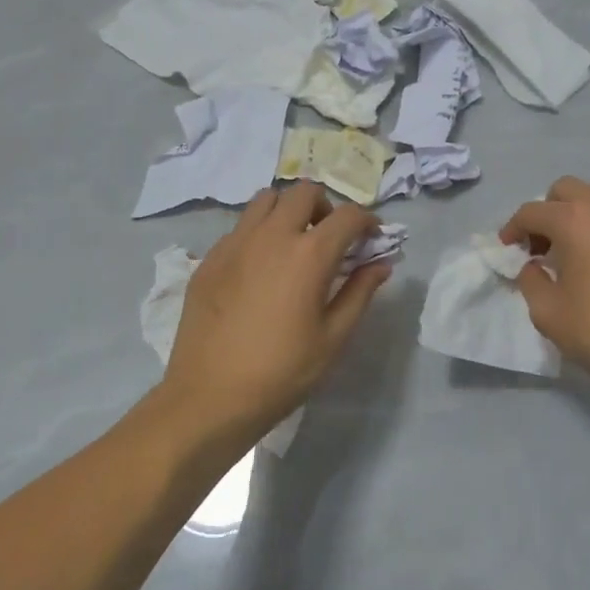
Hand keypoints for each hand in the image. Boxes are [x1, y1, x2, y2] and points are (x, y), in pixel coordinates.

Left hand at [162, 183, 390, 443]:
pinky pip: (239, 227)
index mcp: (309, 254)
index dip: (367, 222)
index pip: (348, 216)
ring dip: (287, 211)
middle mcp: (271, 236)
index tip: (371, 239)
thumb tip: (380, 263)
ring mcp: (234, 244)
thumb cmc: (282, 372)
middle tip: (330, 238)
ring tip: (293, 244)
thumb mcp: (334, 337)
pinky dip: (258, 233)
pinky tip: (259, 269)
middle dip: (325, 207)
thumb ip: (360, 292)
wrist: (210, 397)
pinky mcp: (209, 259)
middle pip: (303, 192)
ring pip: (265, 200)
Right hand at [501, 177, 589, 407]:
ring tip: (568, 256)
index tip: (507, 249)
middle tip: (538, 248)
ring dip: (574, 218)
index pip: (532, 212)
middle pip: (566, 191)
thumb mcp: (549, 313)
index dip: (513, 229)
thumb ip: (531, 281)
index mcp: (577, 221)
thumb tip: (534, 267)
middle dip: (545, 213)